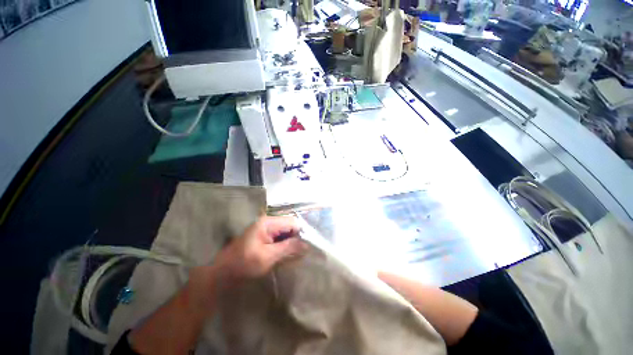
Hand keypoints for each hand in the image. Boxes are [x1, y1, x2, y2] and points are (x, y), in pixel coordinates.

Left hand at [213, 216, 306, 280]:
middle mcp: (268, 222)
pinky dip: (284, 246)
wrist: (223, 273)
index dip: (300, 233)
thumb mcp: (267, 257)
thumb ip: (288, 248)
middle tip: (300, 254)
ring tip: (294, 256)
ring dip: (291, 243)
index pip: (292, 222)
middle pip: (290, 226)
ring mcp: (266, 229)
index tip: (305, 248)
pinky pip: (280, 238)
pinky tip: (285, 255)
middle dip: (296, 239)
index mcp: (268, 222)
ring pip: (286, 232)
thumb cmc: (244, 264)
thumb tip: (307, 245)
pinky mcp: (265, 237)